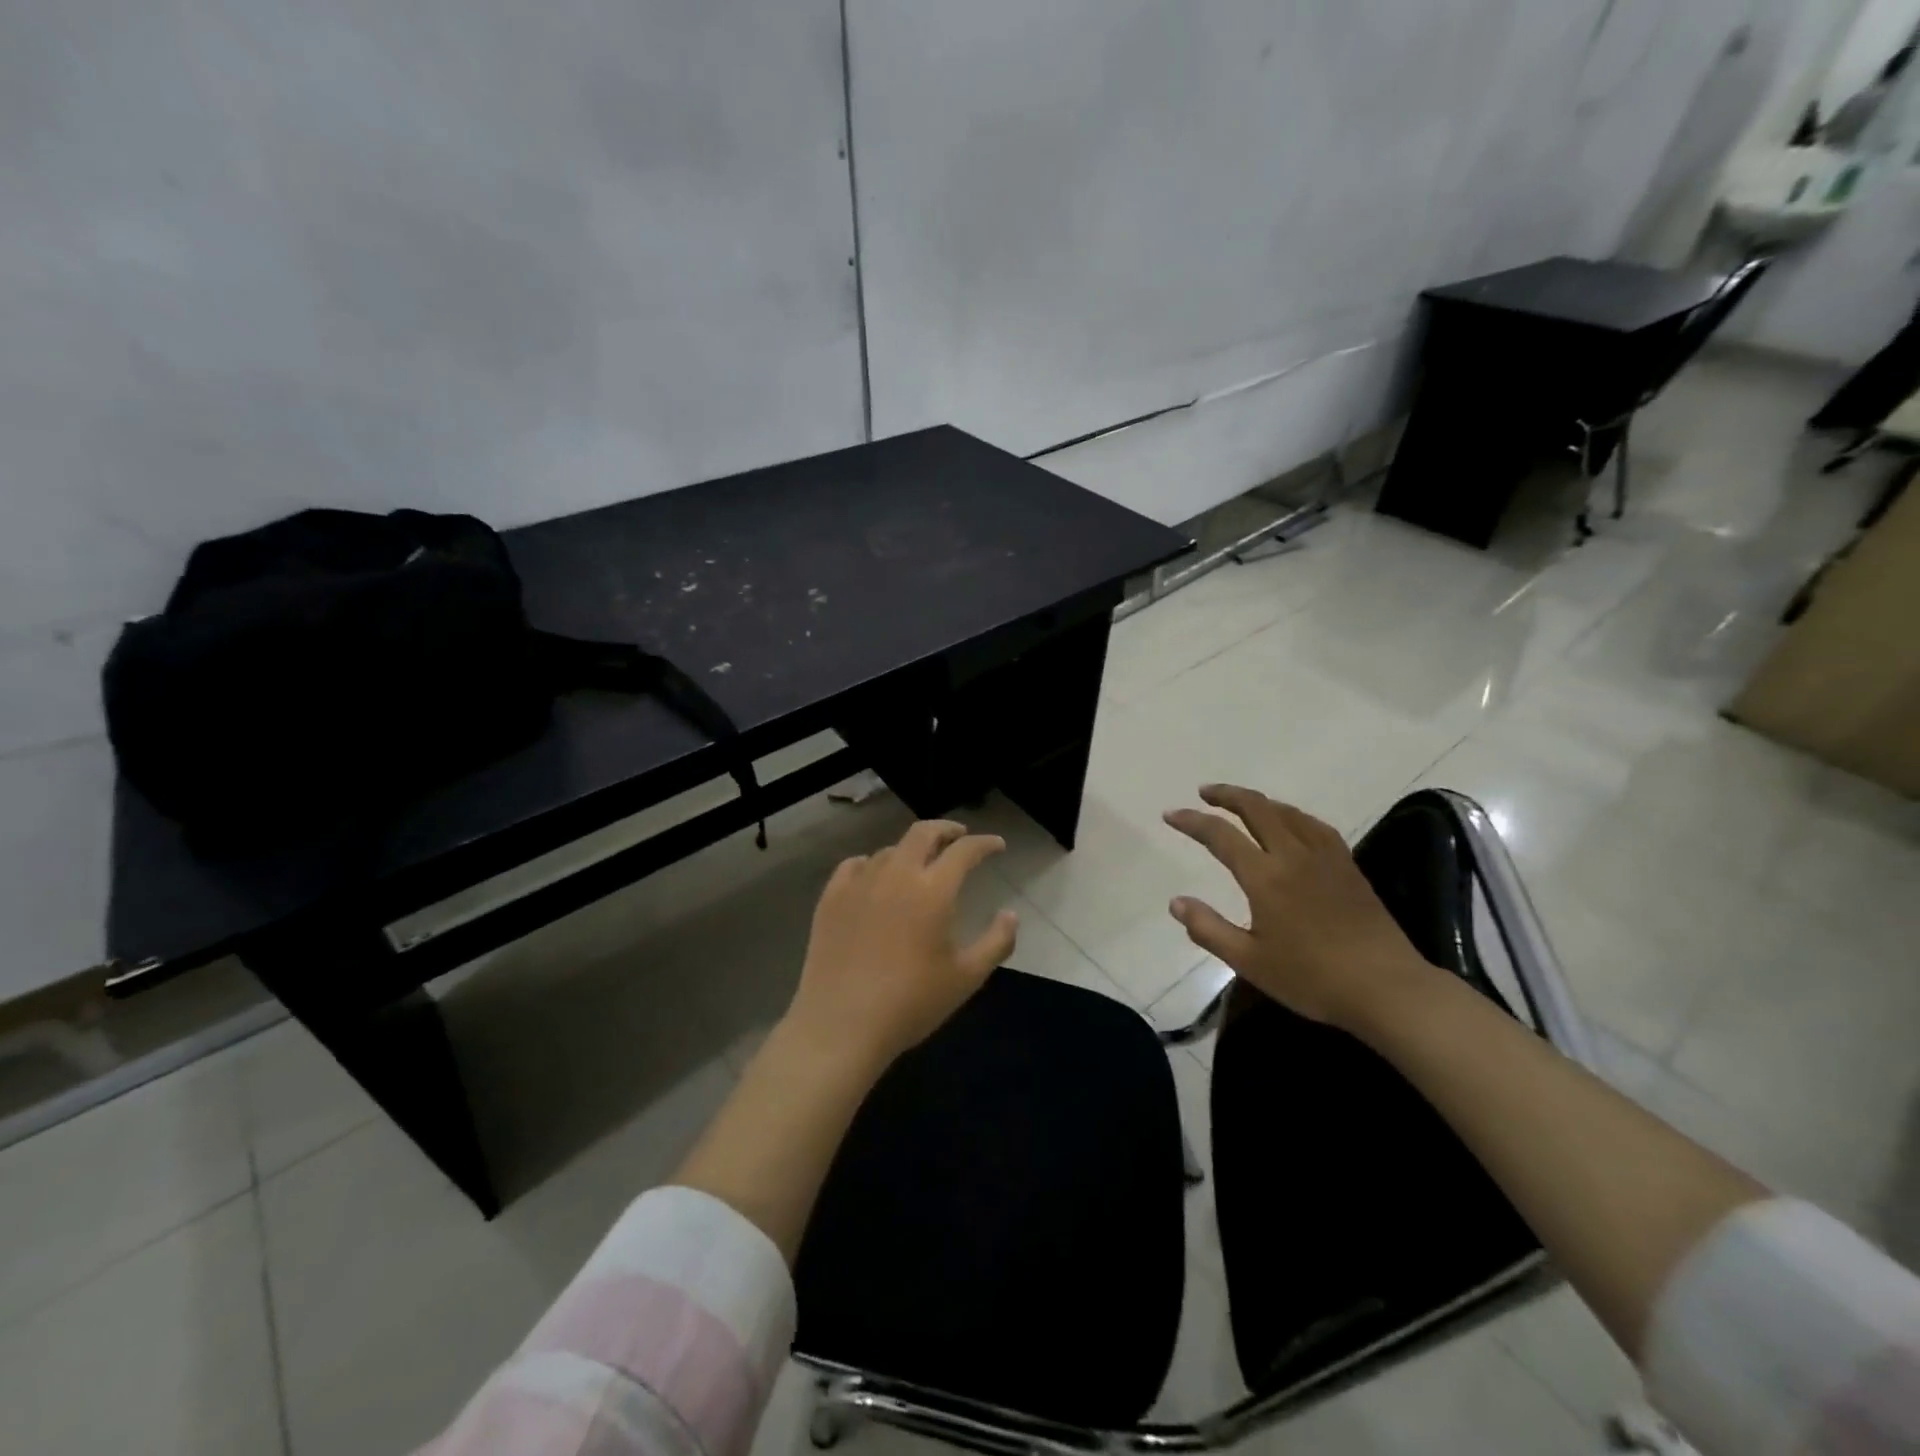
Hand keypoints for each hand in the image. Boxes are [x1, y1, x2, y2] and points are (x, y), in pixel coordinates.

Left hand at [784, 819, 1017, 1074]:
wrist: (841, 1024)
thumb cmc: (911, 1003)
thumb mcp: (966, 978)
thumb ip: (997, 942)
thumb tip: (1011, 914)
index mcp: (933, 890)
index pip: (964, 851)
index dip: (984, 843)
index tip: (997, 845)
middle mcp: (896, 874)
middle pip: (923, 833)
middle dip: (946, 829)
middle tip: (959, 837)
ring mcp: (859, 883)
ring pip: (889, 850)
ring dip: (910, 850)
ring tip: (919, 864)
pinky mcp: (831, 898)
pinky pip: (854, 866)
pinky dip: (872, 863)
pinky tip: (875, 877)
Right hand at [1163, 785, 1430, 1029]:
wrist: (1386, 988)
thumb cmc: (1312, 978)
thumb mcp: (1250, 961)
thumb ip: (1209, 929)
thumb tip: (1176, 902)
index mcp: (1266, 877)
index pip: (1221, 836)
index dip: (1192, 821)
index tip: (1170, 814)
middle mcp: (1293, 856)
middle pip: (1257, 809)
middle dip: (1227, 795)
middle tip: (1205, 792)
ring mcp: (1325, 858)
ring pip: (1288, 812)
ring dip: (1259, 801)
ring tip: (1241, 803)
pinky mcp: (1348, 867)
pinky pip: (1314, 826)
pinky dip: (1292, 814)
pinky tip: (1291, 823)